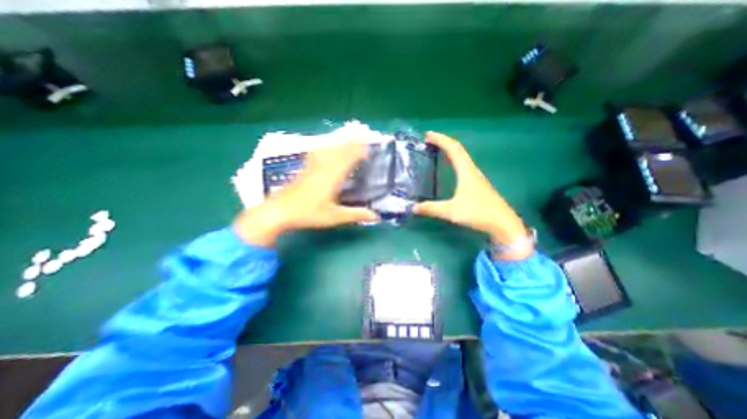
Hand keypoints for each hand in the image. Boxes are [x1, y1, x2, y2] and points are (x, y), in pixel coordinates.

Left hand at [232, 142, 378, 245]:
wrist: (279, 211)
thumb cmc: (308, 214)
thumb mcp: (335, 217)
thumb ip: (356, 214)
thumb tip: (377, 216)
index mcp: (333, 176)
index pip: (349, 157)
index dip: (360, 150)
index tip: (369, 145)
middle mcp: (324, 166)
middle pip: (340, 149)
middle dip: (353, 141)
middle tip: (363, 135)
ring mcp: (313, 165)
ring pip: (329, 148)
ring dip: (340, 141)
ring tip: (349, 137)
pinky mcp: (305, 168)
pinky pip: (318, 152)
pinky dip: (326, 146)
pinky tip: (325, 146)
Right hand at [414, 133, 529, 259]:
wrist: (503, 223)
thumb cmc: (478, 213)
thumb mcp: (451, 212)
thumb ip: (431, 209)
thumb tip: (413, 208)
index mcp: (466, 171)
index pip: (453, 149)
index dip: (440, 139)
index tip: (427, 135)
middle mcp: (472, 170)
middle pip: (458, 149)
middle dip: (443, 142)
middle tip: (429, 140)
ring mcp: (476, 177)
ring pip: (462, 157)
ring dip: (449, 150)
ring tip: (437, 150)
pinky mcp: (478, 184)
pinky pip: (464, 165)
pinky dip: (454, 160)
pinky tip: (450, 168)